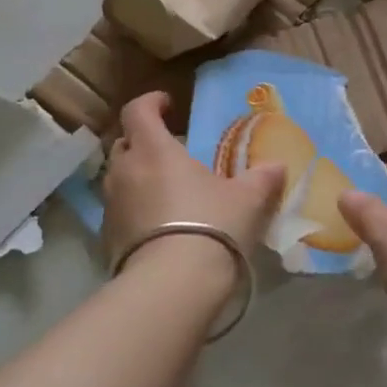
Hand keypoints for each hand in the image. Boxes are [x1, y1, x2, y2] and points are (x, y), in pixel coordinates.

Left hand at [102, 92, 285, 271]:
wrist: (173, 284)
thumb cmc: (211, 224)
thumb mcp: (247, 200)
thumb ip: (262, 179)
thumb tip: (278, 166)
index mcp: (154, 149)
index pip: (137, 110)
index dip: (150, 102)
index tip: (167, 103)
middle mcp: (125, 170)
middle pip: (125, 143)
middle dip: (143, 141)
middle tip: (169, 150)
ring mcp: (111, 205)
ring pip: (119, 177)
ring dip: (137, 176)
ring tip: (164, 189)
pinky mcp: (108, 237)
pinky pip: (119, 210)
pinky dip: (134, 208)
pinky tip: (157, 225)